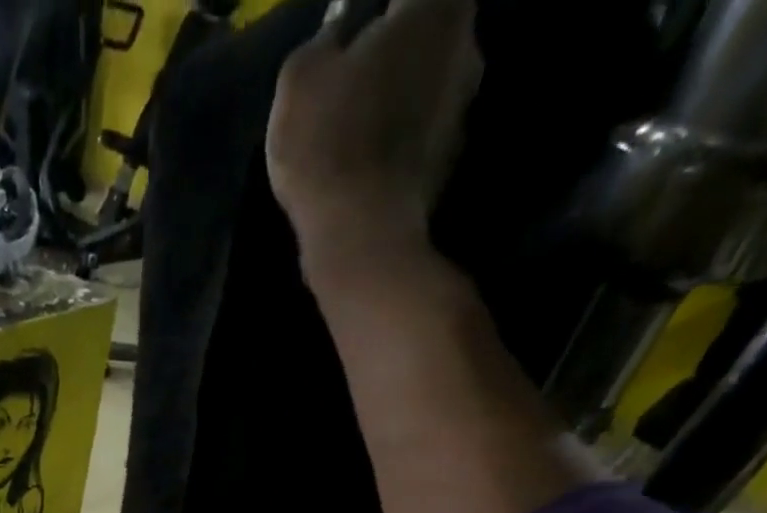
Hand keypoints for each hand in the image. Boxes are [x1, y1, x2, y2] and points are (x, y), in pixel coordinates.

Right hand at [266, 0, 481, 260]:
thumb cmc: (328, 143)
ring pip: (426, 83)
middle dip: (394, 45)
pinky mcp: (449, 162)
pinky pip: (420, 134)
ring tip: (355, 122)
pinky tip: (366, 160)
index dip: (374, 12)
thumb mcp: (300, 77)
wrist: (360, 236)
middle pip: (427, 30)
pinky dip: (397, 139)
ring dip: (397, 94)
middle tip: (352, 71)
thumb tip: (339, 36)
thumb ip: (323, 42)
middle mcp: (467, 46)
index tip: (350, 28)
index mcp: (436, 6)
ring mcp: (464, 109)